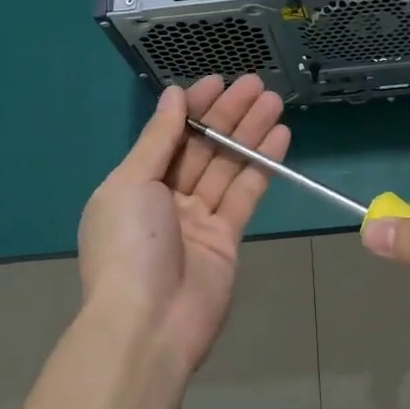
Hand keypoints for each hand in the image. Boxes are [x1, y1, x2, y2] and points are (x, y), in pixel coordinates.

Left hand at [78, 74, 288, 377]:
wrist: (148, 327)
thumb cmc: (130, 246)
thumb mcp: (132, 183)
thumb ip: (158, 138)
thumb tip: (173, 95)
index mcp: (134, 184)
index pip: (169, 134)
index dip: (194, 107)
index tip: (219, 81)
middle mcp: (165, 197)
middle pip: (202, 147)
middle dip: (228, 114)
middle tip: (258, 85)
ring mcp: (197, 219)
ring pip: (227, 166)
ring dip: (250, 132)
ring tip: (274, 101)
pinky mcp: (226, 239)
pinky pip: (245, 193)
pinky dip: (262, 165)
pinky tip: (279, 137)